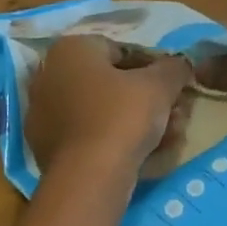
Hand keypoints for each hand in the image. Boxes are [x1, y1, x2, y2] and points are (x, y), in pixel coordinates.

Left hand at [25, 34, 194, 175]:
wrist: (88, 176)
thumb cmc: (122, 116)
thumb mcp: (159, 86)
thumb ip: (174, 68)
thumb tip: (181, 64)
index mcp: (71, 50)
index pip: (122, 51)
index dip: (155, 69)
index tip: (175, 88)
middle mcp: (50, 76)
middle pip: (112, 84)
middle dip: (148, 100)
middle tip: (177, 116)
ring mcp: (45, 115)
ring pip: (104, 113)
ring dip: (139, 122)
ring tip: (170, 138)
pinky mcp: (48, 147)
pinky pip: (91, 136)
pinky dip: (117, 141)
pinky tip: (145, 155)